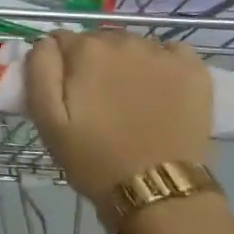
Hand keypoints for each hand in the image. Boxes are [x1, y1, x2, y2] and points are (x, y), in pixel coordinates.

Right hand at [24, 30, 213, 209]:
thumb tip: (47, 41)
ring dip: (126, 64)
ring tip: (130, 100)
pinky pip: (171, 51)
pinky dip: (163, 63)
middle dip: (93, 63)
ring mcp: (162, 53)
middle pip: (98, 41)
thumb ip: (39, 68)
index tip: (68, 93)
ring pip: (132, 46)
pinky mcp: (194, 69)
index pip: (61, 40)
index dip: (61, 65)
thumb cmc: (94, 159)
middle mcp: (123, 40)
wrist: (159, 192)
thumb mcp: (46, 119)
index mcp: (85, 50)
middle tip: (98, 101)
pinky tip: (161, 89)